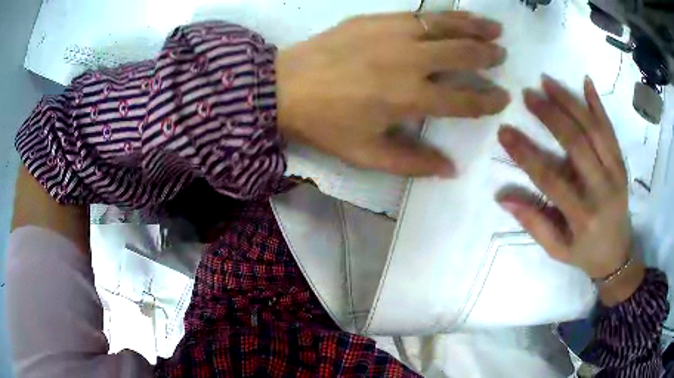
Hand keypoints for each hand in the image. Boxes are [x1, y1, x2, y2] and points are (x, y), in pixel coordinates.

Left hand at [276, 12, 509, 176]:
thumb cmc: (324, 123)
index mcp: (409, 98)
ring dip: (475, 27)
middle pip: (462, 55)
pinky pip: (420, 13)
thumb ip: (412, 163)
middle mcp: (409, 61)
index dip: (487, 100)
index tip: (503, 98)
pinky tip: (456, 16)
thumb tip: (451, 169)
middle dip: (488, 56)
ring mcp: (393, 34)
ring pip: (446, 26)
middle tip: (503, 55)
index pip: (463, 100)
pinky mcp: (376, 18)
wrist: (283, 86)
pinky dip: (444, 14)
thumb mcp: (366, 155)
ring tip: (495, 28)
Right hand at [497, 76, 643, 303]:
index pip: (550, 179)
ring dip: (570, 101)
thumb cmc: (584, 253)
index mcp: (582, 216)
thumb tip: (503, 197)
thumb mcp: (556, 250)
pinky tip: (587, 82)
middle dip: (550, 115)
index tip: (504, 131)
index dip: (525, 154)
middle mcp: (601, 190)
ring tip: (547, 81)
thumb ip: (533, 223)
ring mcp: (615, 173)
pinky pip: (610, 130)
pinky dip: (599, 105)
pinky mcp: (622, 164)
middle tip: (527, 95)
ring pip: (594, 129)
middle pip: (576, 143)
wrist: (618, 255)